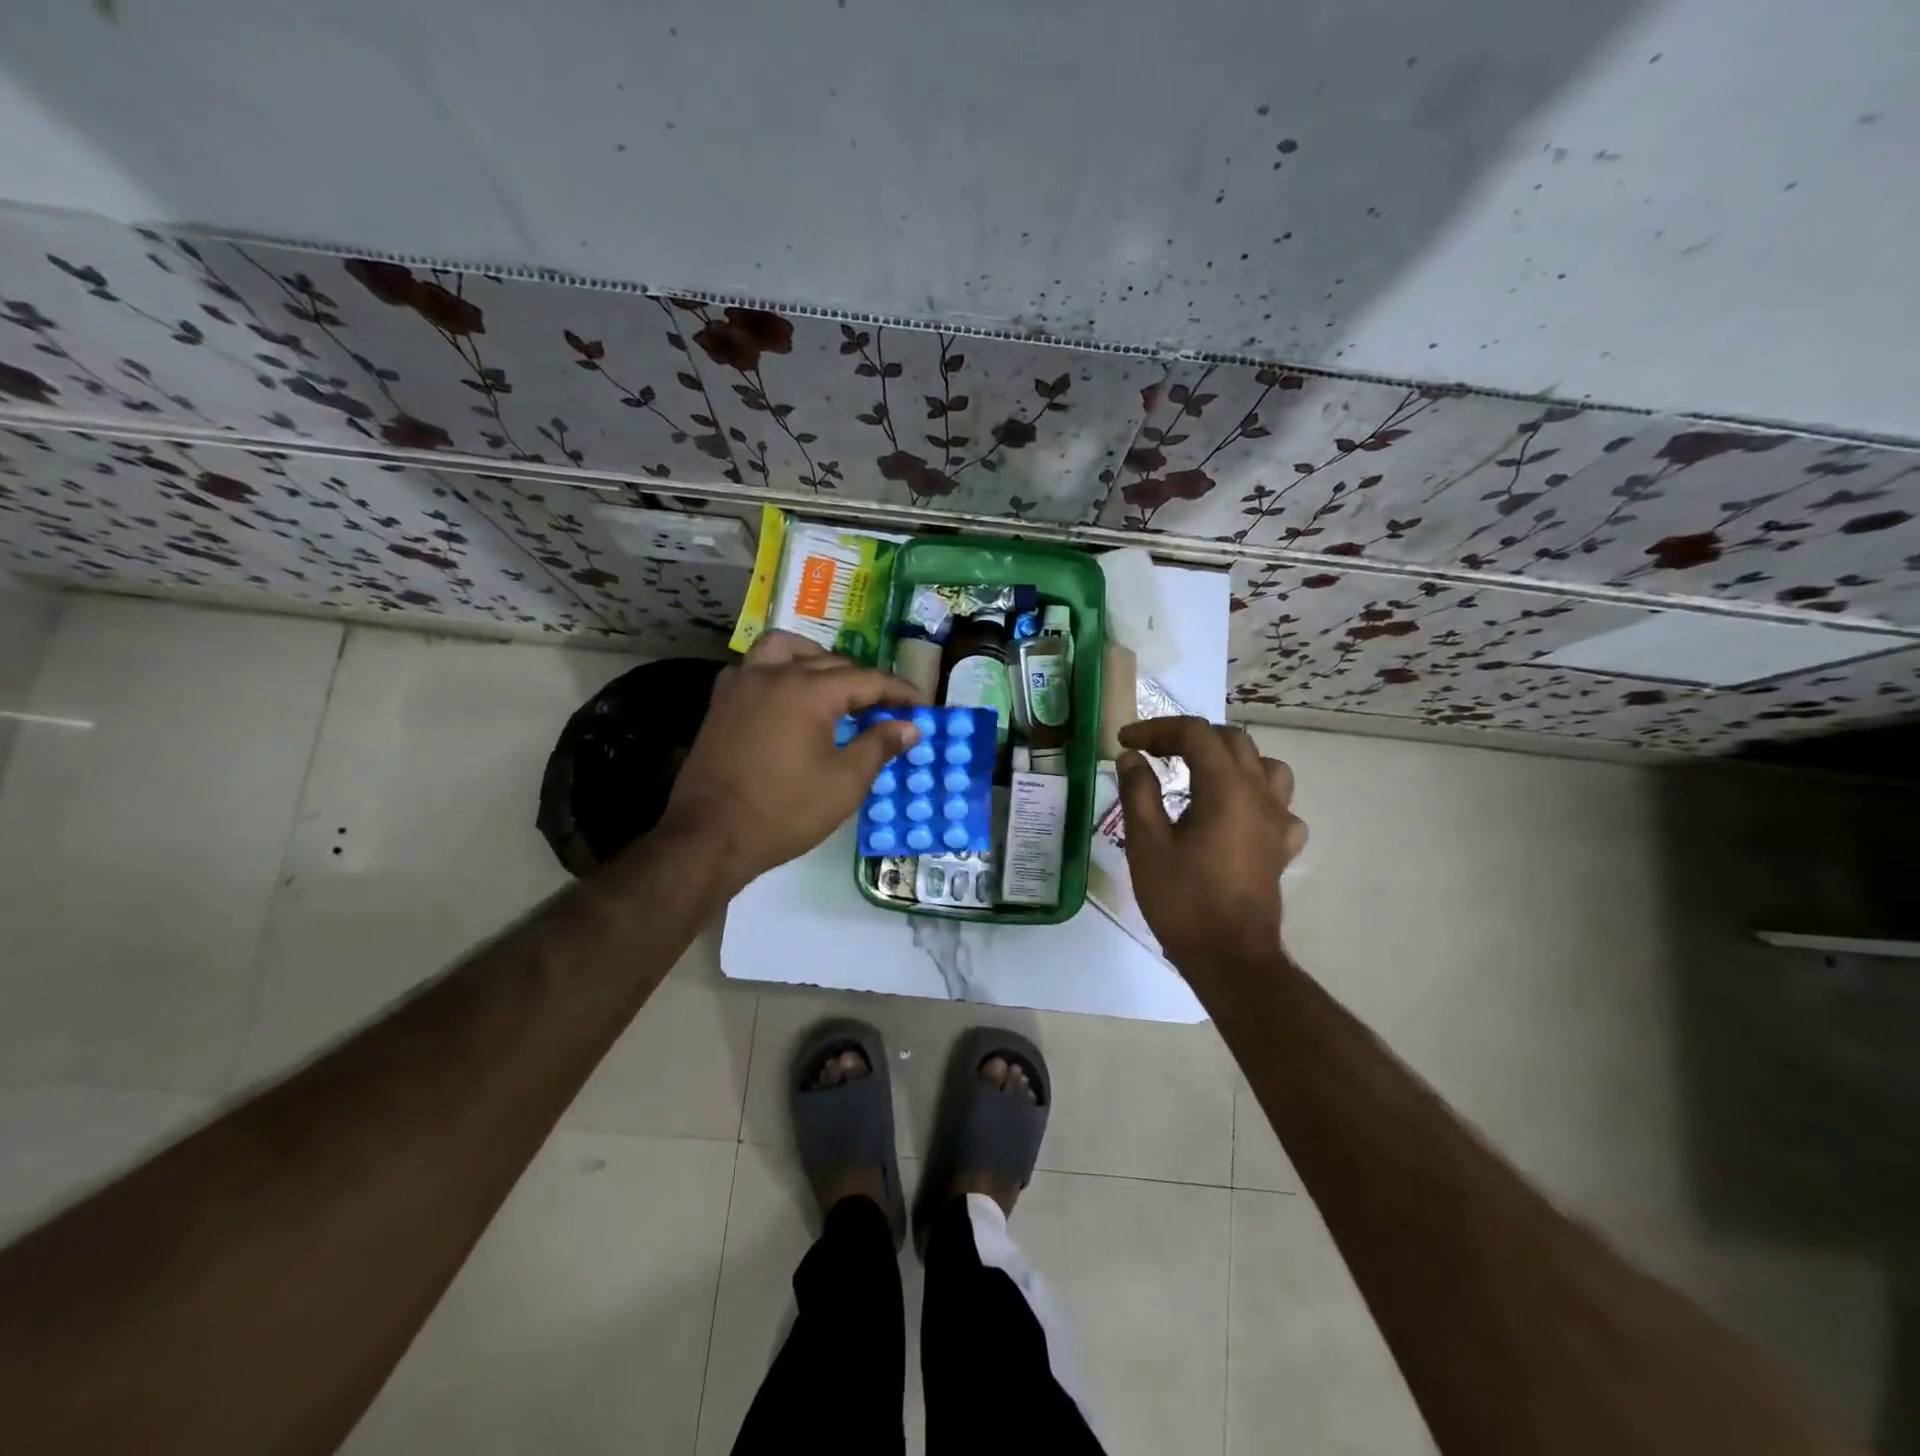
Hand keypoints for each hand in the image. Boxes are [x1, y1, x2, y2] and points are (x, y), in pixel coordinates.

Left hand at [661, 631, 924, 886]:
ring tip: (834, 686)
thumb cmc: (784, 811)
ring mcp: (743, 684)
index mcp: (809, 690)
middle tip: (887, 708)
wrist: (710, 836)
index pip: (867, 680)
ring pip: (786, 649)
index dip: (899, 692)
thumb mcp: (845, 783)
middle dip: (864, 682)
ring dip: (817, 660)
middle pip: (831, 663)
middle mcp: (775, 674)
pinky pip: (755, 667)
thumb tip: (909, 726)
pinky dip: (778, 670)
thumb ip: (879, 746)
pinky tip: (787, 696)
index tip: (922, 706)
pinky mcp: (721, 702)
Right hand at [1116, 718, 1308, 976]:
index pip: (1194, 734)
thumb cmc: (1183, 899)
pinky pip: (1279, 805)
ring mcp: (1277, 820)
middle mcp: (1259, 794)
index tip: (1125, 742)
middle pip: (1230, 740)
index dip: (1156, 729)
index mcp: (1226, 787)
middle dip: (1188, 737)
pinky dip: (1256, 797)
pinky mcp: (1282, 846)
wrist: (1230, 957)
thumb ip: (1138, 792)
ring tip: (1200, 773)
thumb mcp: (1146, 843)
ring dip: (1229, 759)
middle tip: (1152, 753)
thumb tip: (1131, 758)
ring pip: (1265, 766)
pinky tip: (1236, 814)